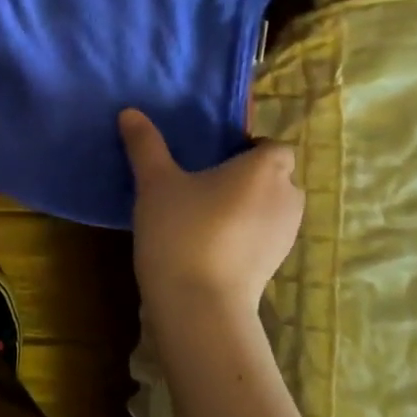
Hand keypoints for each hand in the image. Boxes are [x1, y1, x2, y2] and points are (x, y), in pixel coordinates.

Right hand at [119, 108, 303, 310]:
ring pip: (270, 208)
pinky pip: (263, 236)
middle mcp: (287, 198)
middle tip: (205, 182)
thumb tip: (130, 112)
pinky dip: (245, 234)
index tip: (216, 157)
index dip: (250, 148)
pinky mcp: (275, 266)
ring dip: (247, 207)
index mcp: (265, 169)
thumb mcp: (155, 183)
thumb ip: (145, 145)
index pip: (273, 146)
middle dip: (248, 177)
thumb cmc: (182, 231)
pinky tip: (210, 243)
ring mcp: (285, 236)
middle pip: (276, 177)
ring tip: (205, 213)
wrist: (199, 305)